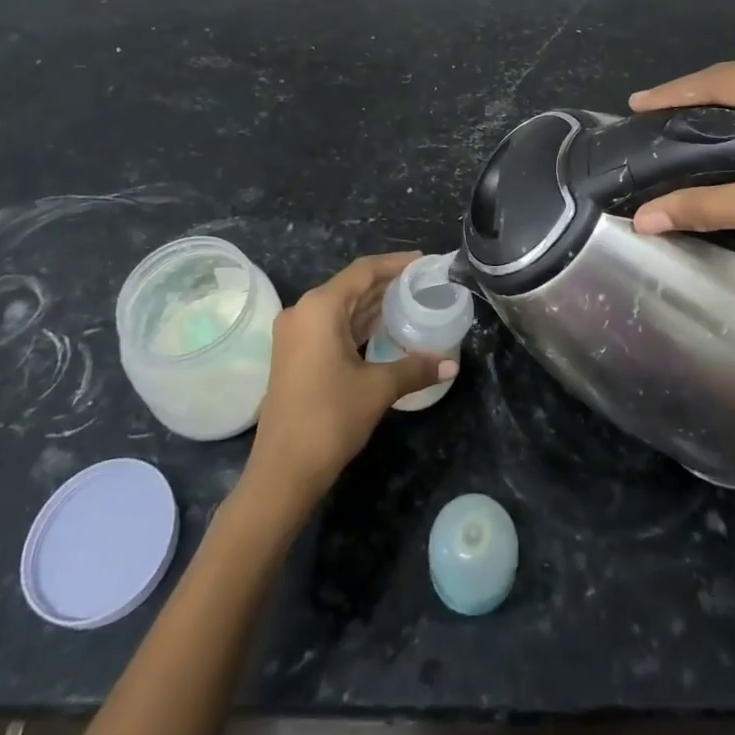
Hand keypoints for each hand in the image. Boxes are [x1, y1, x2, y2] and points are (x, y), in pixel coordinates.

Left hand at [244, 252, 453, 514]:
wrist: (282, 473)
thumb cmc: (329, 418)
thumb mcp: (378, 388)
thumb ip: (415, 367)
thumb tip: (451, 364)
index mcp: (320, 307)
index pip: (364, 271)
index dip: (396, 263)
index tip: (425, 262)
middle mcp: (303, 311)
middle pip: (352, 286)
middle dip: (387, 283)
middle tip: (423, 283)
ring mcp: (295, 335)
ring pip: (341, 307)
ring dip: (373, 305)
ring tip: (410, 302)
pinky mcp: (295, 356)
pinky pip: (331, 326)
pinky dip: (358, 324)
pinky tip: (384, 330)